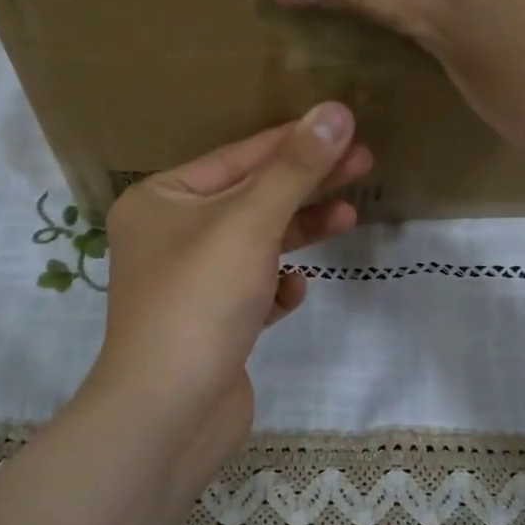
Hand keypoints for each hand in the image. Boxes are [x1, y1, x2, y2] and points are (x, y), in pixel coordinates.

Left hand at [83, 103, 371, 461]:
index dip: (294, 140)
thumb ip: (295, 168)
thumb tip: (336, 110)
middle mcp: (168, 236)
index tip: (344, 126)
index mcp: (160, 200)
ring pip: (256, 244)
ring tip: (350, 219)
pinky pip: (252, 291)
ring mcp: (189, 284)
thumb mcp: (250, 222)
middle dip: (307, 184)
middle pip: (250, 198)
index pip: (237, 157)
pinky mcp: (211, 325)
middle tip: (364, 162)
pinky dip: (275, 287)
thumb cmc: (200, 300)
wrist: (168, 414)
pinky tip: (293, 293)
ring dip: (300, 232)